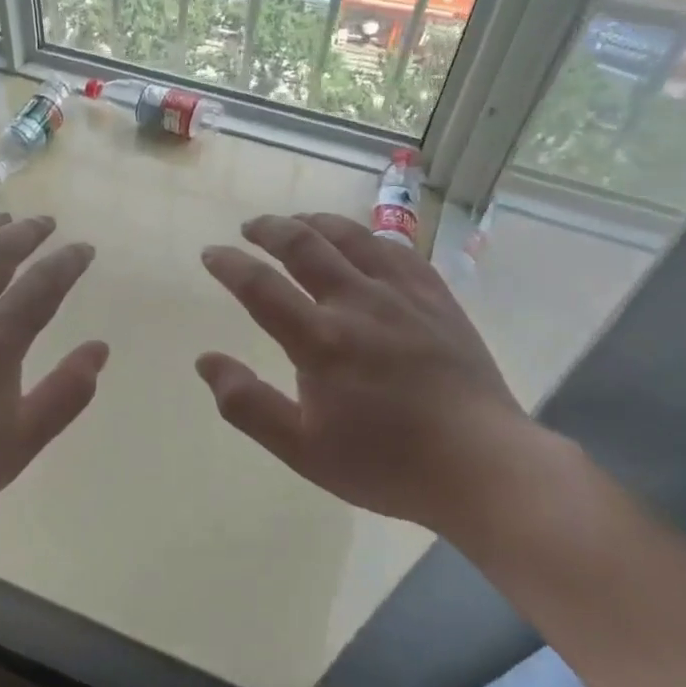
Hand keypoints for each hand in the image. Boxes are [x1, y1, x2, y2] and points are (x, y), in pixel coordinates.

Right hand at [197, 212, 550, 534]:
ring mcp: (403, 295)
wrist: (481, 465)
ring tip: (297, 222)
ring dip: (316, 223)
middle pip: (305, 246)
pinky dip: (368, 237)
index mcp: (320, 341)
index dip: (229, 265)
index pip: (260, 287)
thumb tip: (205, 360)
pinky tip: (362, 241)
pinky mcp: (437, 298)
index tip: (211, 254)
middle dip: (270, 230)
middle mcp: (358, 303)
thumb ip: (247, 404)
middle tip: (250, 227)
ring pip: (352, 238)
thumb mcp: (302, 449)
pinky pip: (397, 250)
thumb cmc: (385, 463)